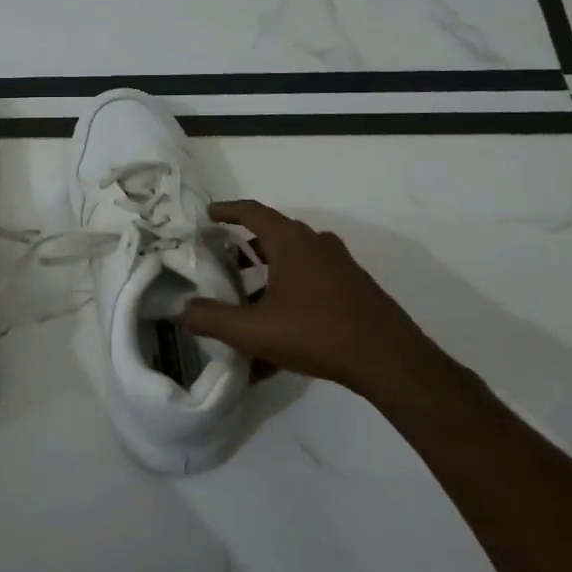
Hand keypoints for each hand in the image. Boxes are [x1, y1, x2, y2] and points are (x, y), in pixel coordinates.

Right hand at [181, 200, 461, 406]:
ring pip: (294, 259)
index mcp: (292, 242)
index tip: (208, 214)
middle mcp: (317, 244)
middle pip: (274, 234)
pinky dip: (288, 292)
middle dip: (245, 245)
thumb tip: (181, 310)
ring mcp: (340, 266)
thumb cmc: (317, 334)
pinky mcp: (354, 288)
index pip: (253, 212)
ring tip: (246, 297)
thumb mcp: (254, 330)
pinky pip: (311, 280)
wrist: (389, 361)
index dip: (227, 210)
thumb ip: (212, 319)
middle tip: (222, 259)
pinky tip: (278, 329)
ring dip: (267, 271)